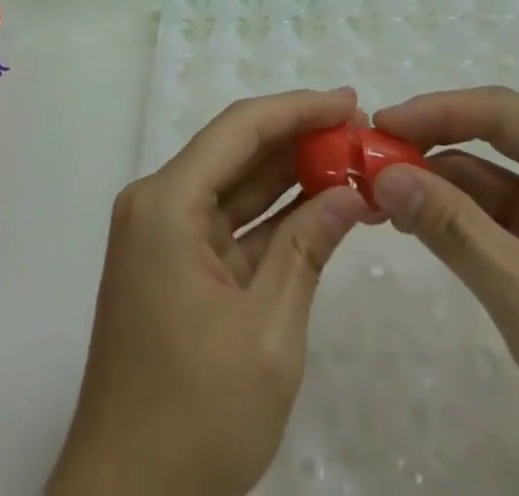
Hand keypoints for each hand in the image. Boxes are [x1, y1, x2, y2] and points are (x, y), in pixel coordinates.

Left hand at [47, 89, 370, 495]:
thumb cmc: (196, 416)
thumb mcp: (268, 333)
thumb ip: (307, 249)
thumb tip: (350, 192)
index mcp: (167, 203)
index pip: (240, 129)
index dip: (298, 108)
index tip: (351, 102)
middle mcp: (158, 204)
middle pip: (236, 151)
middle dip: (298, 138)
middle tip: (360, 131)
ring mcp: (163, 236)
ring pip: (235, 186)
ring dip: (290, 176)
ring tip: (350, 160)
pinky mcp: (173, 266)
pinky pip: (228, 224)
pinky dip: (272, 217)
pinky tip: (320, 206)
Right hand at [370, 88, 518, 495]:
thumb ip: (451, 226)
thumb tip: (381, 174)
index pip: (504, 112)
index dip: (436, 110)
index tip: (379, 124)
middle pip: (497, 137)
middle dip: (433, 144)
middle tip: (371, 155)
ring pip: (494, 177)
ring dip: (440, 182)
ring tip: (380, 191)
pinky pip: (501, 216)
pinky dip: (459, 216)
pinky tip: (417, 221)